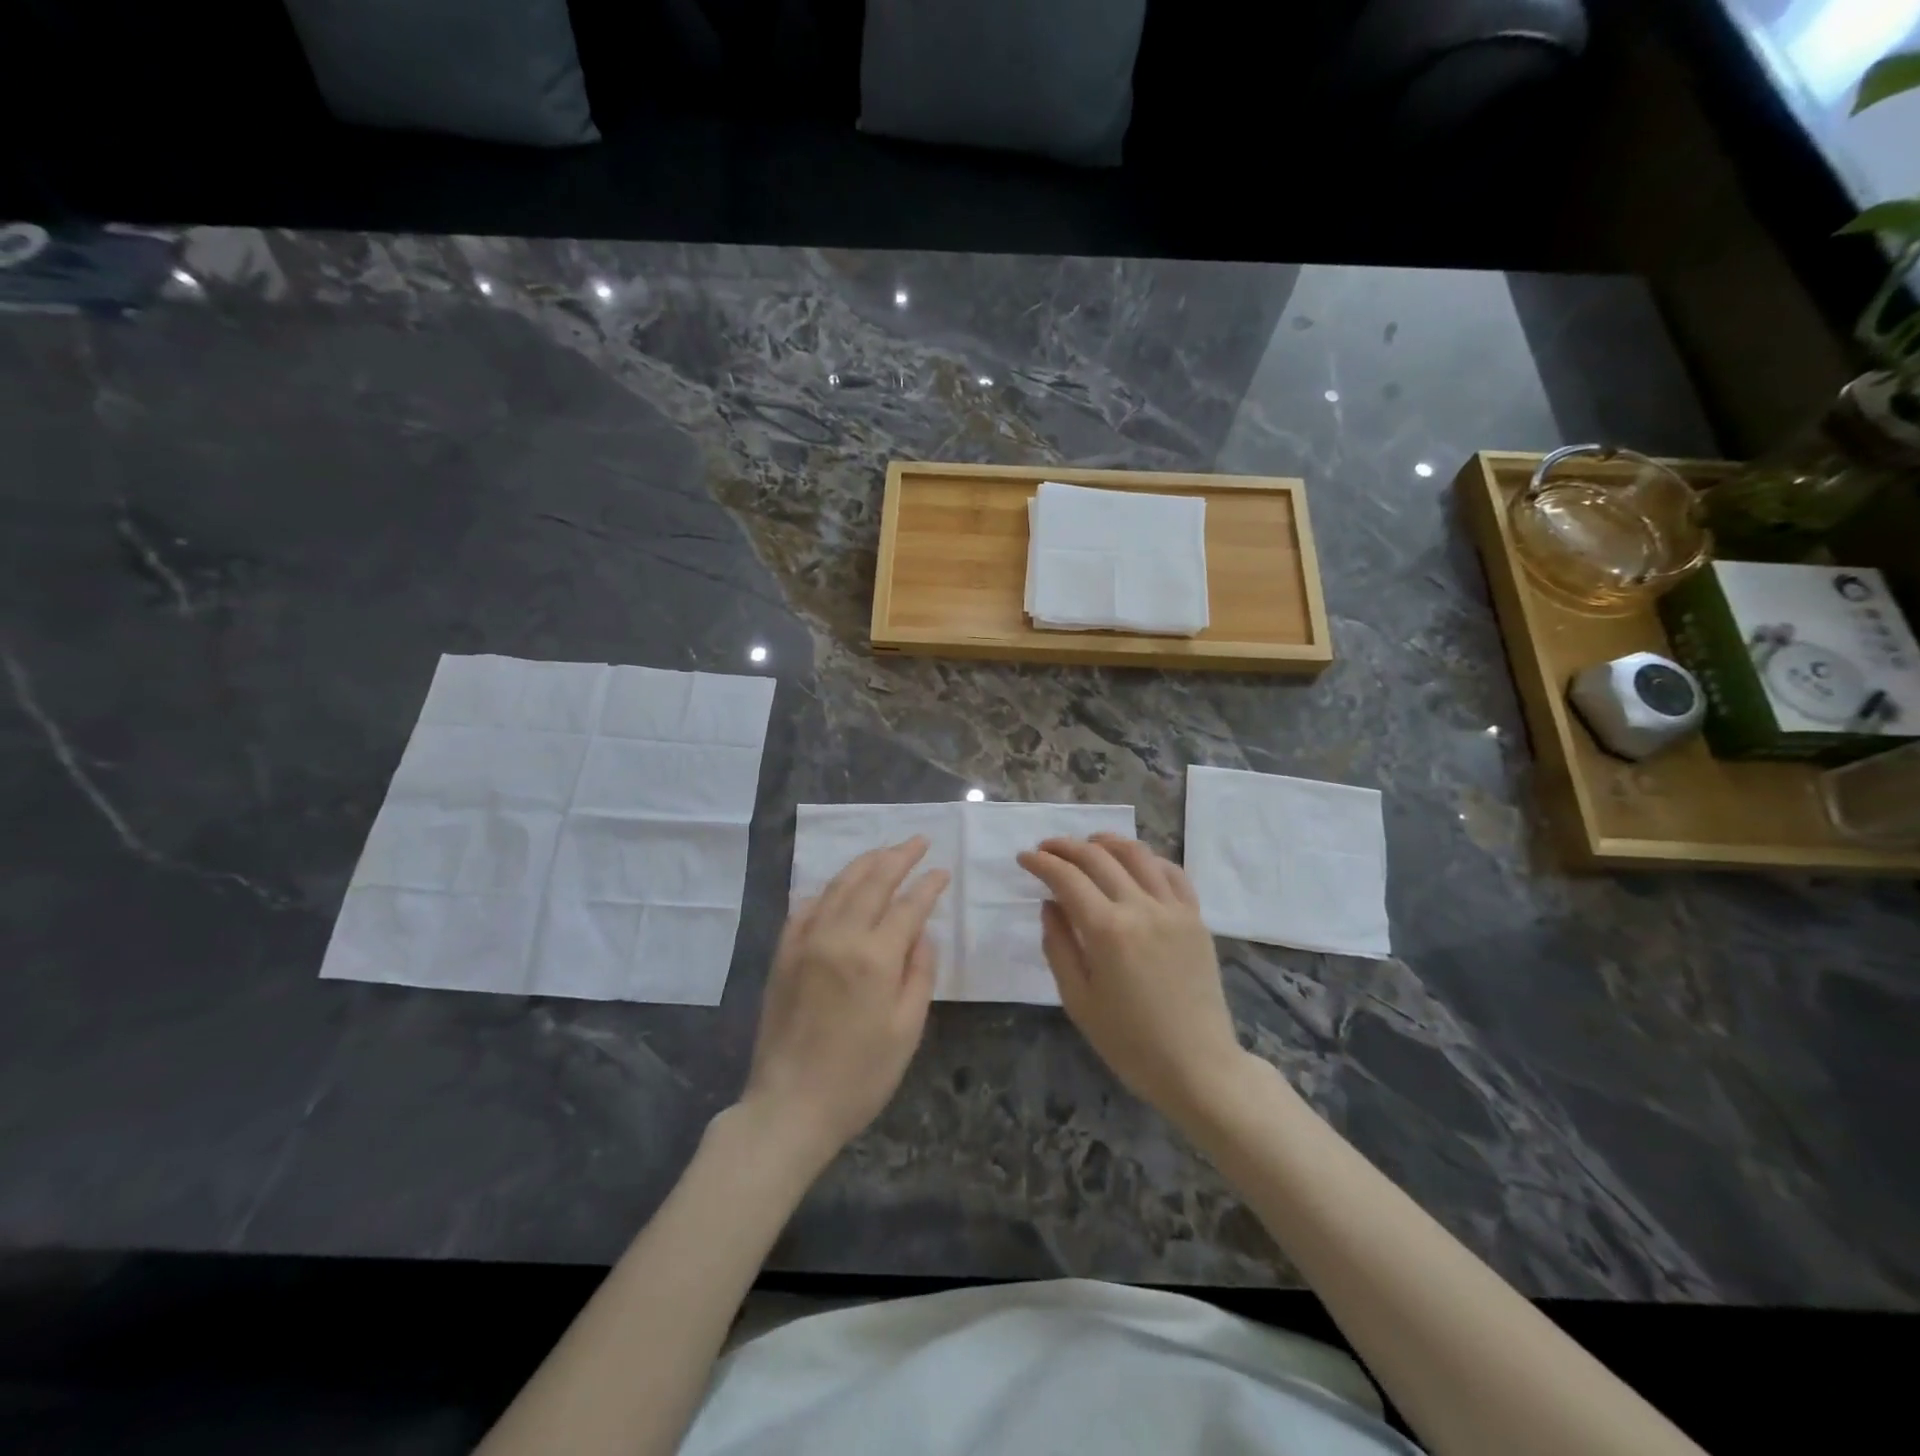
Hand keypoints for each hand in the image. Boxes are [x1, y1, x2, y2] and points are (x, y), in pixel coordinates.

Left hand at [740, 837, 948, 1169]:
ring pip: (839, 886)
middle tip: (918, 841)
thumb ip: (918, 973)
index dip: (928, 885)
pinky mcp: (783, 953)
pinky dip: (827, 890)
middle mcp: (839, 936)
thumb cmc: (860, 1076)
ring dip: (865, 863)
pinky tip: (838, 887)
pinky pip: (806, 907)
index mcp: (875, 957)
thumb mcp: (906, 1029)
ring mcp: (806, 941)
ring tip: (886, 851)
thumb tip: (921, 933)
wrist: (789, 1105)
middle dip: (899, 856)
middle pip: (873, 881)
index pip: (908, 905)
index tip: (942, 870)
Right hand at [1018, 833, 1248, 1128]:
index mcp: (1107, 931)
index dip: (1041, 862)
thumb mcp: (1078, 1000)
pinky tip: (1134, 863)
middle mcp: (1141, 908)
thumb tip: (1050, 904)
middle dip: (1066, 847)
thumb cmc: (1129, 1042)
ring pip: (1137, 855)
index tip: (1024, 857)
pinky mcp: (1196, 918)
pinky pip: (1172, 873)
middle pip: (1098, 858)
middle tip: (1045, 848)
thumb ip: (1058, 946)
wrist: (1197, 1067)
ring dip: (1106, 842)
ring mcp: (1174, 909)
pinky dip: (1148, 859)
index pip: (1067, 878)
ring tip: (1087, 844)